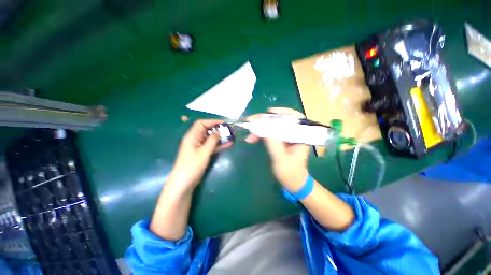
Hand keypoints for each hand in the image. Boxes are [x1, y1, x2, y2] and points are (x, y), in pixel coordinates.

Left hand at [169, 120, 232, 192]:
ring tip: (231, 136)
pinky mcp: (202, 153)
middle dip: (218, 129)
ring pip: (211, 139)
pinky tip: (228, 144)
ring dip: (220, 137)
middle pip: (207, 130)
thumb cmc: (192, 166)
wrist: (184, 182)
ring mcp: (199, 147)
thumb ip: (212, 141)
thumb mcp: (204, 152)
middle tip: (229, 130)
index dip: (212, 121)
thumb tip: (219, 131)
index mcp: (192, 136)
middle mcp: (195, 139)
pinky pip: (212, 146)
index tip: (223, 123)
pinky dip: (219, 145)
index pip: (201, 123)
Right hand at [245, 108, 309, 191]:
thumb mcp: (281, 160)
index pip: (295, 119)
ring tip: (249, 134)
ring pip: (273, 127)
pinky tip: (253, 138)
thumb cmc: (290, 173)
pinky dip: (261, 134)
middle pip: (280, 121)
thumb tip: (265, 129)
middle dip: (265, 121)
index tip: (269, 111)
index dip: (283, 112)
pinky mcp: (281, 141)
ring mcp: (286, 138)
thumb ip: (274, 144)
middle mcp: (294, 134)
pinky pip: (270, 134)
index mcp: (300, 137)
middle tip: (251, 121)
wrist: (293, 182)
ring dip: (260, 129)